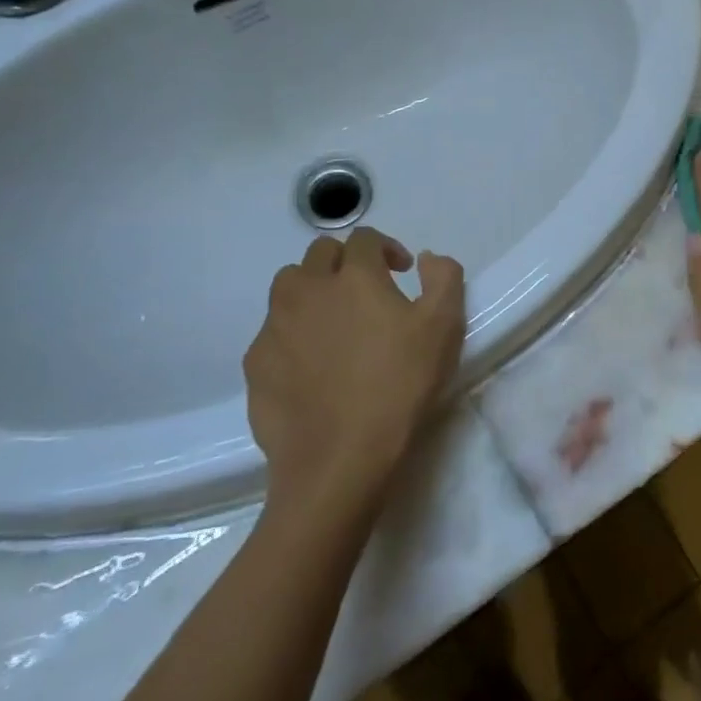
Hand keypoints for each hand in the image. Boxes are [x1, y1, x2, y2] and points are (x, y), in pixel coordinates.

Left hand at [244, 228, 466, 501]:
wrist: (340, 460)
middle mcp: (307, 289)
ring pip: (288, 287)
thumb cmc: (399, 386)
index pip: (364, 239)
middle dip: (345, 262)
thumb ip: (444, 278)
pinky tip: (311, 364)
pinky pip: (272, 331)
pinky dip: (292, 333)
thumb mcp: (444, 327)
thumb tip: (427, 258)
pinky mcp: (255, 363)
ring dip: (312, 290)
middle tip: (367, 291)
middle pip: (319, 254)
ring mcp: (275, 326)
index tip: (402, 272)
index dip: (386, 248)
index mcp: (354, 276)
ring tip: (333, 320)